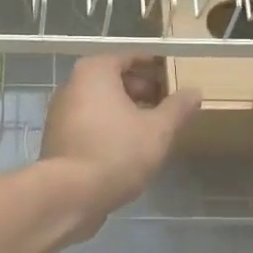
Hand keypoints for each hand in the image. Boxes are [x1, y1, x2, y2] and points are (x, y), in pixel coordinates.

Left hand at [40, 56, 200, 239]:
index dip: (155, 65)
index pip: (130, 57)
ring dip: (126, 111)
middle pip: (113, 79)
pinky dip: (110, 127)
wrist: (70, 194)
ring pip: (101, 104)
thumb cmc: (116, 151)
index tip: (174, 74)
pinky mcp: (59, 139)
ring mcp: (61, 113)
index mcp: (94, 72)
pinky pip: (90, 123)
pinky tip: (130, 146)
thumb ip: (177, 108)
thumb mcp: (157, 130)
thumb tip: (194, 92)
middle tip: (168, 103)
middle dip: (142, 89)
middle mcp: (72, 85)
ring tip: (154, 126)